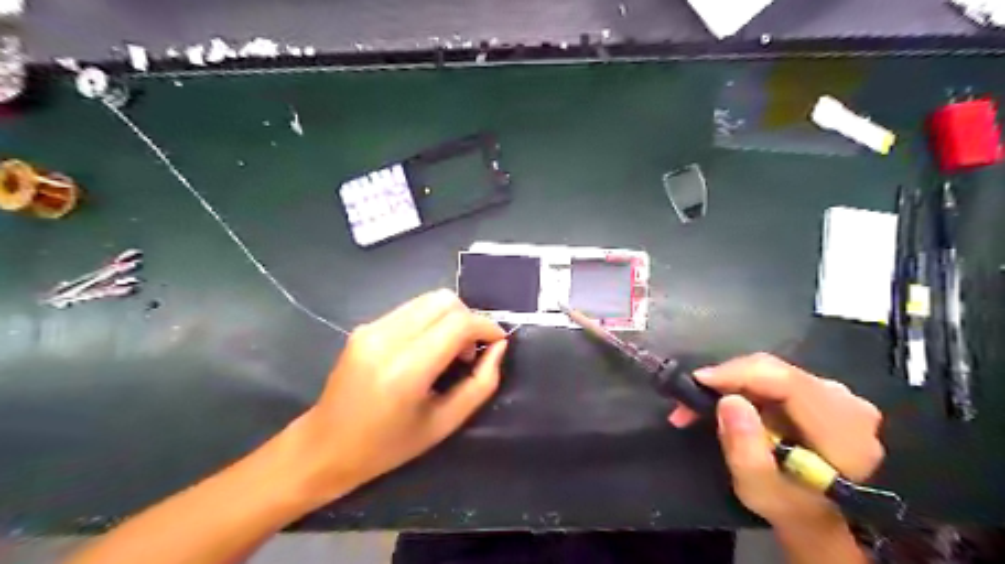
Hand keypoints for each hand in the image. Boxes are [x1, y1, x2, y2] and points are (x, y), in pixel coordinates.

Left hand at [289, 288, 511, 503]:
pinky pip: (411, 309)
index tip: (498, 342)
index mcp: (406, 369)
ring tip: (450, 351)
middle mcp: (387, 338)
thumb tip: (498, 347)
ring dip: (450, 318)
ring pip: (428, 299)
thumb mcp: (444, 423)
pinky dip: (430, 321)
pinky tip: (427, 349)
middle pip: (444, 300)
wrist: (325, 446)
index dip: (486, 326)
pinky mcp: (364, 326)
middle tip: (470, 352)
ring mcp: (371, 328)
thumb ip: (480, 383)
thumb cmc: (388, 446)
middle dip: (469, 319)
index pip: (458, 323)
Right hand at [670, 353, 881, 527]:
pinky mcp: (816, 391)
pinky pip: (770, 376)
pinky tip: (721, 401)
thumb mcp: (760, 489)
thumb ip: (746, 449)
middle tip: (687, 399)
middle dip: (726, 379)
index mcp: (842, 428)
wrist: (816, 515)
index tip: (698, 380)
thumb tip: (729, 401)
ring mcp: (833, 393)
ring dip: (729, 384)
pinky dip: (740, 386)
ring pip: (769, 371)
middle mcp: (845, 401)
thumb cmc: (789, 507)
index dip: (739, 374)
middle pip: (775, 371)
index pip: (787, 382)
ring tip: (696, 405)